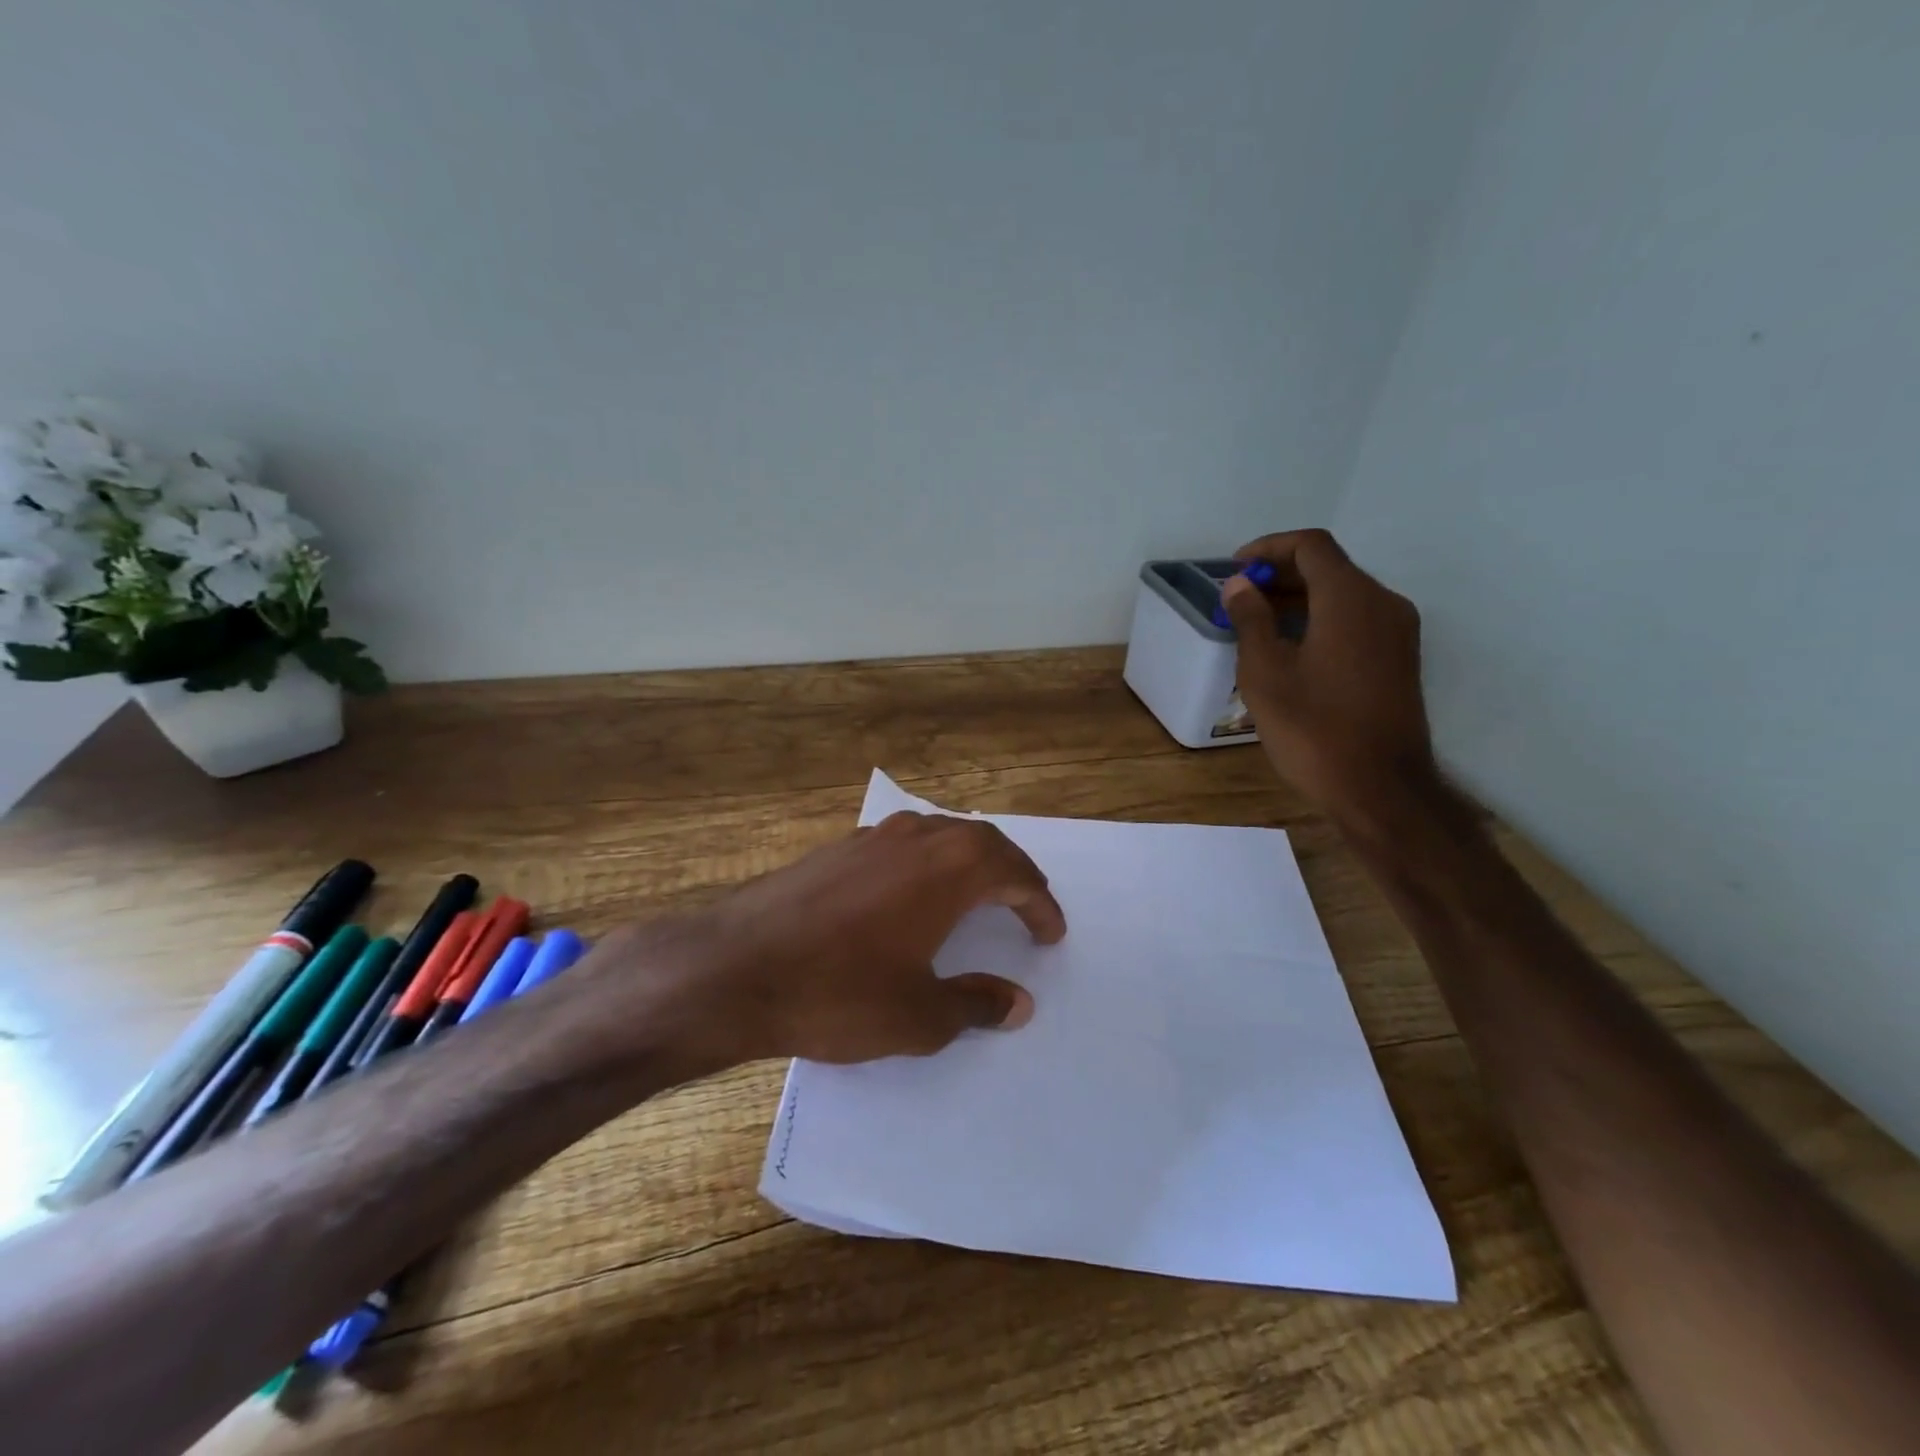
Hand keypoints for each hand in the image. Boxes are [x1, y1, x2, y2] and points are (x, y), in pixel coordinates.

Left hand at [590, 812, 1065, 1074]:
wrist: (734, 968)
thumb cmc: (837, 992)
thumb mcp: (919, 1014)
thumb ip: (976, 1003)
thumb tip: (1019, 1002)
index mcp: (949, 868)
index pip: (1014, 874)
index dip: (1040, 903)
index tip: (1052, 933)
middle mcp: (916, 837)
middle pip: (982, 841)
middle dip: (1011, 872)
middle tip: (1025, 904)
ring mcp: (872, 837)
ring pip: (939, 835)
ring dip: (968, 861)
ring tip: (978, 894)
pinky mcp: (837, 848)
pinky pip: (902, 845)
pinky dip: (927, 863)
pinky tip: (912, 894)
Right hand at [1220, 528, 1434, 818]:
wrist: (1380, 788)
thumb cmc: (1313, 728)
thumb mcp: (1265, 673)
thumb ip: (1251, 619)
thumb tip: (1240, 584)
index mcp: (1350, 598)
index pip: (1310, 546)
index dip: (1268, 547)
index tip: (1234, 569)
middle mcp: (1383, 604)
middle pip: (1330, 568)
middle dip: (1281, 574)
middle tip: (1239, 599)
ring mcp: (1398, 633)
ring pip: (1344, 595)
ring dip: (1300, 599)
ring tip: (1257, 625)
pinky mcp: (1400, 660)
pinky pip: (1357, 621)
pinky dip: (1321, 620)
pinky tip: (1291, 651)